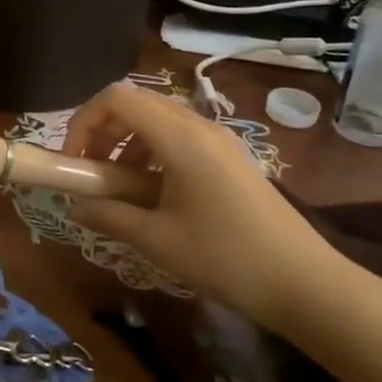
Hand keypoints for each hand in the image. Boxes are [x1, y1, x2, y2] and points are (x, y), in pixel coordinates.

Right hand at [60, 82, 348, 331]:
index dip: (84, 121)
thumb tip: (75, 207)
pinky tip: (152, 192)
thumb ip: (110, 215)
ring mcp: (218, 140)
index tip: (74, 161)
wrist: (307, 284)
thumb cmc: (227, 258)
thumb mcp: (158, 240)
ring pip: (157, 119)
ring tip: (118, 185)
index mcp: (179, 137)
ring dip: (126, 141)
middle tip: (90, 172)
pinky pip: (179, 136)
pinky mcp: (229, 157)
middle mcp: (199, 126)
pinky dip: (152, 152)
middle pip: (135, 103)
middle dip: (102, 130)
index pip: (116, 98)